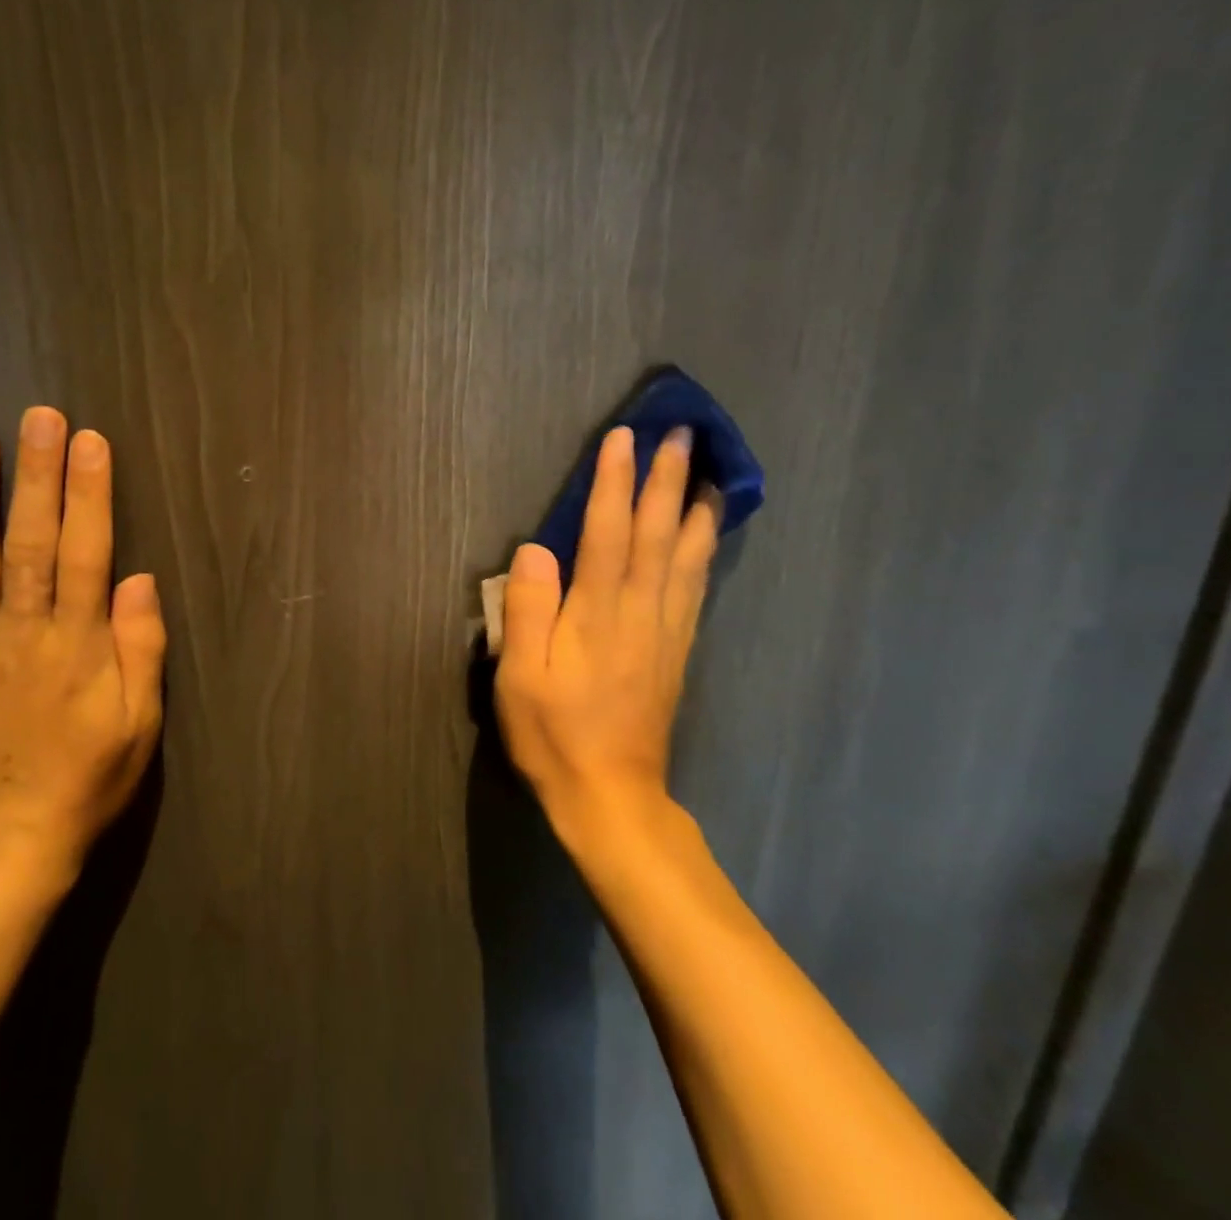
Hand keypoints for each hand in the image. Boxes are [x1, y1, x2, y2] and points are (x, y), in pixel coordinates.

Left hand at [0, 407, 165, 882]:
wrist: (6, 841)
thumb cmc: (88, 776)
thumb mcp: (141, 721)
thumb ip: (140, 646)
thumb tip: (138, 578)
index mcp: (76, 643)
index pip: (87, 552)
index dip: (89, 494)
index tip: (89, 442)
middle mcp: (21, 632)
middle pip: (31, 542)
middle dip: (36, 477)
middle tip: (37, 418)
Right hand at [493, 425, 721, 833]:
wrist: (611, 796)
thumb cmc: (554, 734)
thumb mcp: (519, 676)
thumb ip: (528, 609)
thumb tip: (535, 548)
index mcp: (598, 612)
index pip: (607, 531)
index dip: (614, 481)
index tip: (624, 436)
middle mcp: (640, 611)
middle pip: (657, 533)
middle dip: (667, 480)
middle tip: (682, 435)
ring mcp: (665, 631)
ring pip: (687, 557)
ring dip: (696, 510)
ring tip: (710, 474)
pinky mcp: (676, 651)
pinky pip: (696, 588)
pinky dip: (704, 553)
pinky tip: (707, 539)